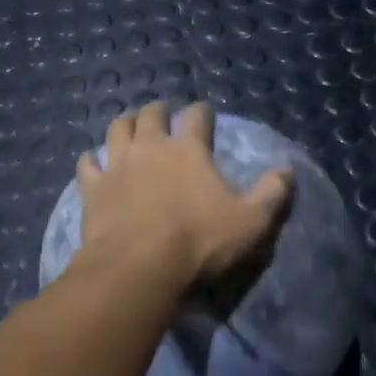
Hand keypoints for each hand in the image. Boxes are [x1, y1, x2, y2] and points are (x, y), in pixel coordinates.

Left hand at [77, 103, 293, 285]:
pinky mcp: (93, 187)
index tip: (204, 112)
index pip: (197, 116)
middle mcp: (151, 147)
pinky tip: (92, 161)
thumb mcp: (251, 222)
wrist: (139, 265)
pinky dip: (90, 159)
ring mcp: (118, 165)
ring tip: (129, 125)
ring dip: (125, 123)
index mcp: (189, 150)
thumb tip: (288, 169)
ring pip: (117, 129)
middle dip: (159, 109)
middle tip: (163, 113)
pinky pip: (87, 164)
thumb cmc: (199, 242)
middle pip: (151, 114)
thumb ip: (272, 193)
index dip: (202, 111)